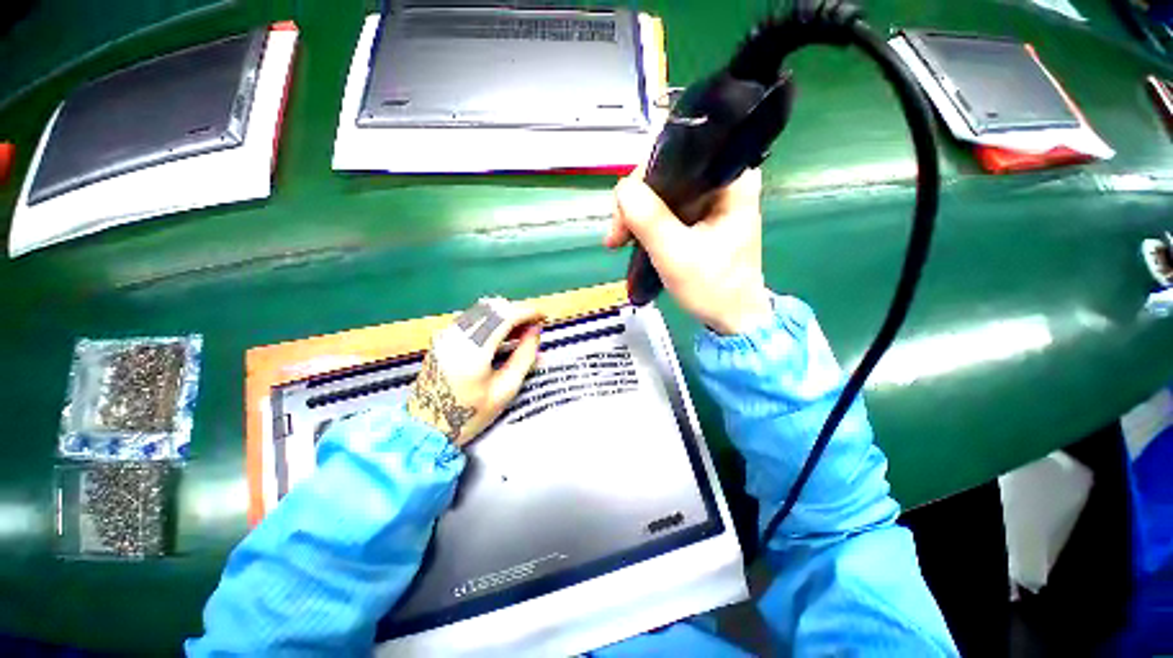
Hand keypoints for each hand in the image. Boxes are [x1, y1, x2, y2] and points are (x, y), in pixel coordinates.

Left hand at [407, 297, 543, 446]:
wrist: (426, 427)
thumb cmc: (470, 414)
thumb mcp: (506, 390)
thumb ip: (524, 356)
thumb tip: (536, 330)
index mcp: (473, 350)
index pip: (505, 315)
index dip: (528, 312)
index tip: (543, 317)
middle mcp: (456, 334)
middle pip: (493, 306)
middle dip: (517, 311)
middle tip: (533, 327)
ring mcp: (446, 334)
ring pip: (481, 308)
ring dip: (504, 314)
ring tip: (520, 332)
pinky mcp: (441, 337)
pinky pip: (471, 317)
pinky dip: (491, 319)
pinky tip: (500, 335)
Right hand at [605, 168, 772, 334]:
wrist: (732, 317)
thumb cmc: (712, 287)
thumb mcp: (676, 255)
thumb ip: (649, 219)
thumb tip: (621, 188)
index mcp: (731, 179)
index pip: (678, 153)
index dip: (643, 178)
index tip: (623, 210)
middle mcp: (723, 179)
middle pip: (666, 172)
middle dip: (635, 201)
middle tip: (616, 235)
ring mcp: (711, 198)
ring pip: (662, 191)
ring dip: (635, 214)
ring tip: (618, 241)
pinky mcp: (701, 215)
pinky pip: (666, 207)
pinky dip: (645, 223)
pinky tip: (630, 239)